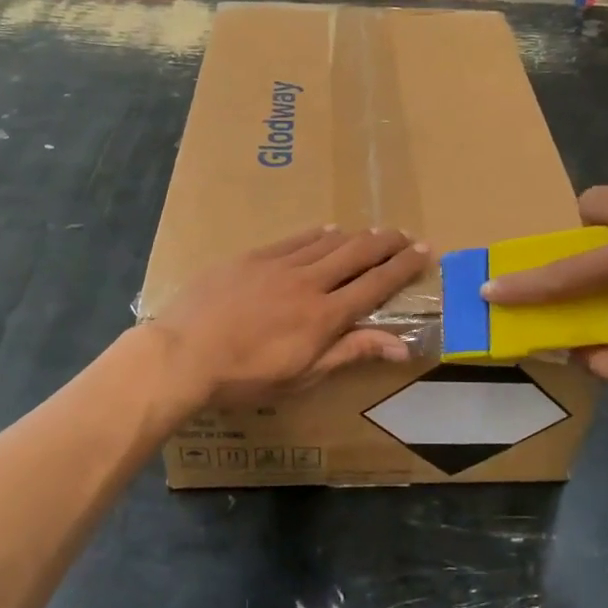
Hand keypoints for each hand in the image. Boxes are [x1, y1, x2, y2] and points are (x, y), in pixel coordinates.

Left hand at [153, 227, 431, 406]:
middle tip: (406, 235)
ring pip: (328, 242)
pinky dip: (317, 234)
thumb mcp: (303, 375)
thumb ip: (351, 352)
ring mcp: (279, 265)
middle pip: (357, 253)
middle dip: (387, 243)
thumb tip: (402, 345)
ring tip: (373, 232)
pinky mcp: (252, 257)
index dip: (403, 267)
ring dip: (355, 236)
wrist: (182, 354)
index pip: (375, 284)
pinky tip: (327, 231)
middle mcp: (309, 282)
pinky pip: (294, 240)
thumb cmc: (245, 376)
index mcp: (325, 315)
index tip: (424, 251)